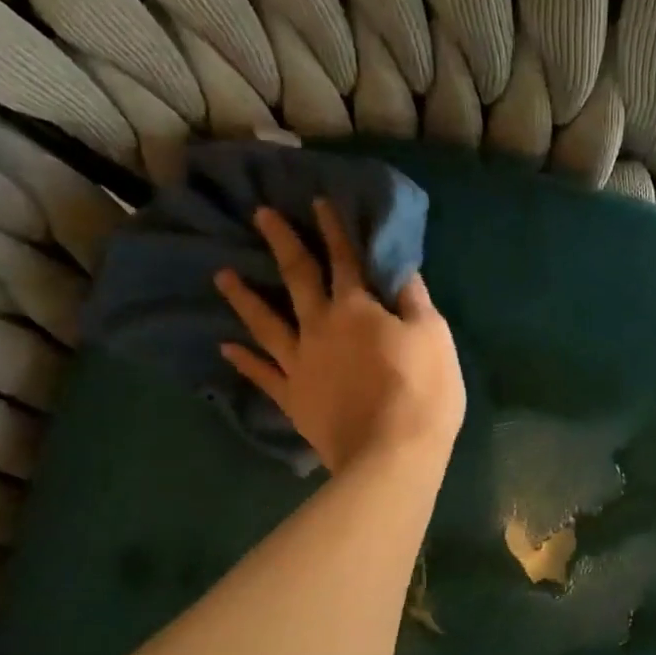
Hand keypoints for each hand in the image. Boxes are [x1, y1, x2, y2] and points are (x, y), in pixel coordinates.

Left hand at [215, 199, 464, 473]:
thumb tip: (400, 269)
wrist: (391, 453)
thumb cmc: (422, 392)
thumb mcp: (434, 337)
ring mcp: (300, 363)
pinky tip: (226, 347)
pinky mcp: (293, 398)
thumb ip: (414, 301)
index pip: (345, 259)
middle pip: (298, 278)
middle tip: (260, 216)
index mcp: (357, 309)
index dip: (334, 229)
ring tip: (222, 276)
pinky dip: (244, 361)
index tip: (319, 201)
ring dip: (244, 297)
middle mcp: (320, 327)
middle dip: (282, 243)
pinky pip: (263, 375)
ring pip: (266, 323)